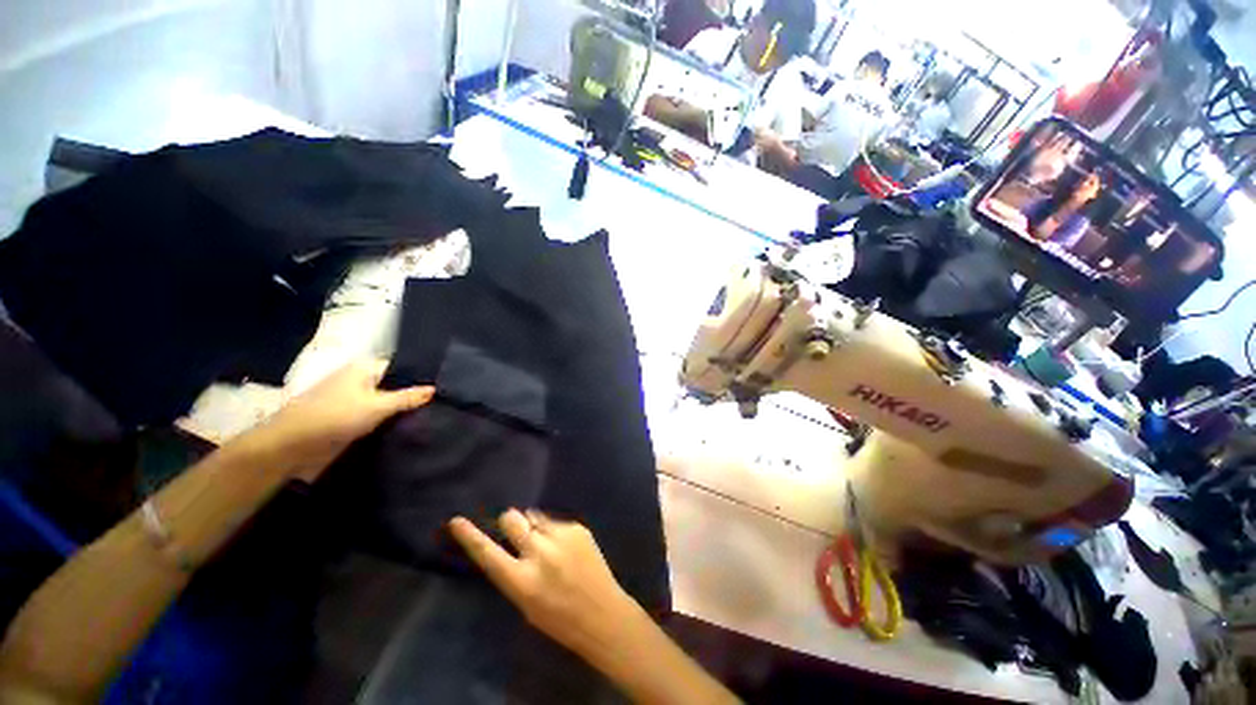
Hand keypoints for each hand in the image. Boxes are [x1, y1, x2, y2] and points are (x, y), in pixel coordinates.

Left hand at [261, 360, 433, 480]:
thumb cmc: (334, 417)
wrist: (291, 446)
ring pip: (385, 401)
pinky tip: (408, 427)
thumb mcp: (377, 406)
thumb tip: (434, 389)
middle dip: (413, 393)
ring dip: (401, 409)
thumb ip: (407, 398)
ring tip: (432, 414)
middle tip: (442, 402)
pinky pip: (375, 416)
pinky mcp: (347, 419)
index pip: (400, 366)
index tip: (443, 385)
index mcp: (363, 368)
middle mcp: (358, 380)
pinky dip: (389, 420)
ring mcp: (352, 400)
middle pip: (393, 384)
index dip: (420, 375)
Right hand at [449, 510, 637, 657]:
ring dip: (533, 526)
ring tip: (547, 543)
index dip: (469, 536)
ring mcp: (561, 536)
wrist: (602, 613)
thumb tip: (508, 543)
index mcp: (521, 581)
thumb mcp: (525, 603)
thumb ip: (513, 572)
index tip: (456, 521)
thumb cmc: (559, 618)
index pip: (488, 554)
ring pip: (534, 515)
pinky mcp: (578, 527)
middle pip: (512, 518)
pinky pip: (556, 521)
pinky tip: (567, 547)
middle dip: (509, 522)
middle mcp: (539, 553)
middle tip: (516, 531)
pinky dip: (554, 531)